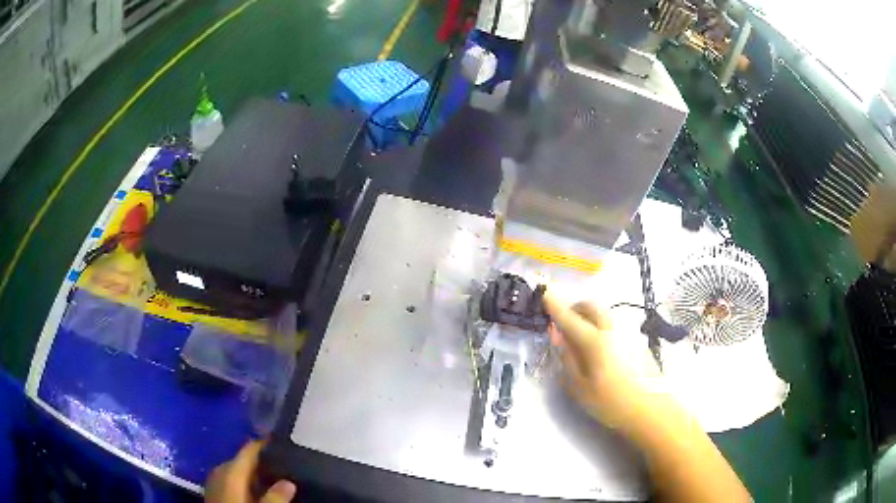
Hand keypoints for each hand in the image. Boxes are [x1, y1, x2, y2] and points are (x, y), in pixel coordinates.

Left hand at [205, 440, 296, 502]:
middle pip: (243, 460)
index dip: (265, 443)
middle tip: (283, 464)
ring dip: (253, 473)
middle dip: (261, 461)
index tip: (281, 441)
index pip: (249, 449)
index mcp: (231, 470)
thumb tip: (289, 482)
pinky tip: (255, 490)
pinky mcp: (214, 491)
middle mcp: (220, 469)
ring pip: (237, 471)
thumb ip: (275, 497)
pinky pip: (231, 480)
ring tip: (272, 477)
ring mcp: (215, 480)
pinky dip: (244, 482)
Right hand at [543, 293, 664, 432]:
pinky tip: (604, 352)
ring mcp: (628, 332)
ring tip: (583, 341)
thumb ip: (567, 359)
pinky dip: (602, 328)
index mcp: (595, 340)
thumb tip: (558, 336)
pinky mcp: (638, 339)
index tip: (544, 292)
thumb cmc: (611, 402)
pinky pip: (614, 325)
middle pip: (590, 306)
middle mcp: (612, 329)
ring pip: (604, 314)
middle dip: (574, 308)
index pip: (569, 317)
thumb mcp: (580, 388)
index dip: (554, 304)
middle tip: (564, 324)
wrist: (651, 409)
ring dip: (589, 318)